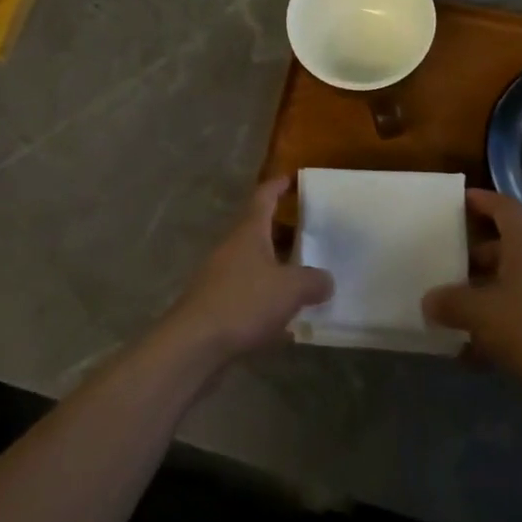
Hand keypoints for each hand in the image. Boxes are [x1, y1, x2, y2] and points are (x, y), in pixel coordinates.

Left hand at [160, 176, 332, 364]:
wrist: (194, 344)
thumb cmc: (244, 302)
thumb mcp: (290, 289)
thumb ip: (313, 281)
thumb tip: (326, 280)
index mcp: (249, 232)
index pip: (263, 197)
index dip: (277, 185)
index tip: (291, 178)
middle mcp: (232, 247)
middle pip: (259, 230)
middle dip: (283, 230)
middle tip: (310, 231)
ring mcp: (221, 276)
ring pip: (254, 262)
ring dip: (276, 266)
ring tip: (304, 275)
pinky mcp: (217, 305)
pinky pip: (249, 292)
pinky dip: (267, 298)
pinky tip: (286, 319)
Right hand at [423, 190, 521, 395]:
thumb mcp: (479, 314)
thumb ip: (450, 303)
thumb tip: (429, 301)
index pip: (507, 209)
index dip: (485, 200)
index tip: (462, 199)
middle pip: (507, 249)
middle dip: (476, 257)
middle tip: (448, 266)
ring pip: (513, 285)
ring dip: (485, 294)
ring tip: (455, 313)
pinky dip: (498, 325)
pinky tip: (475, 353)